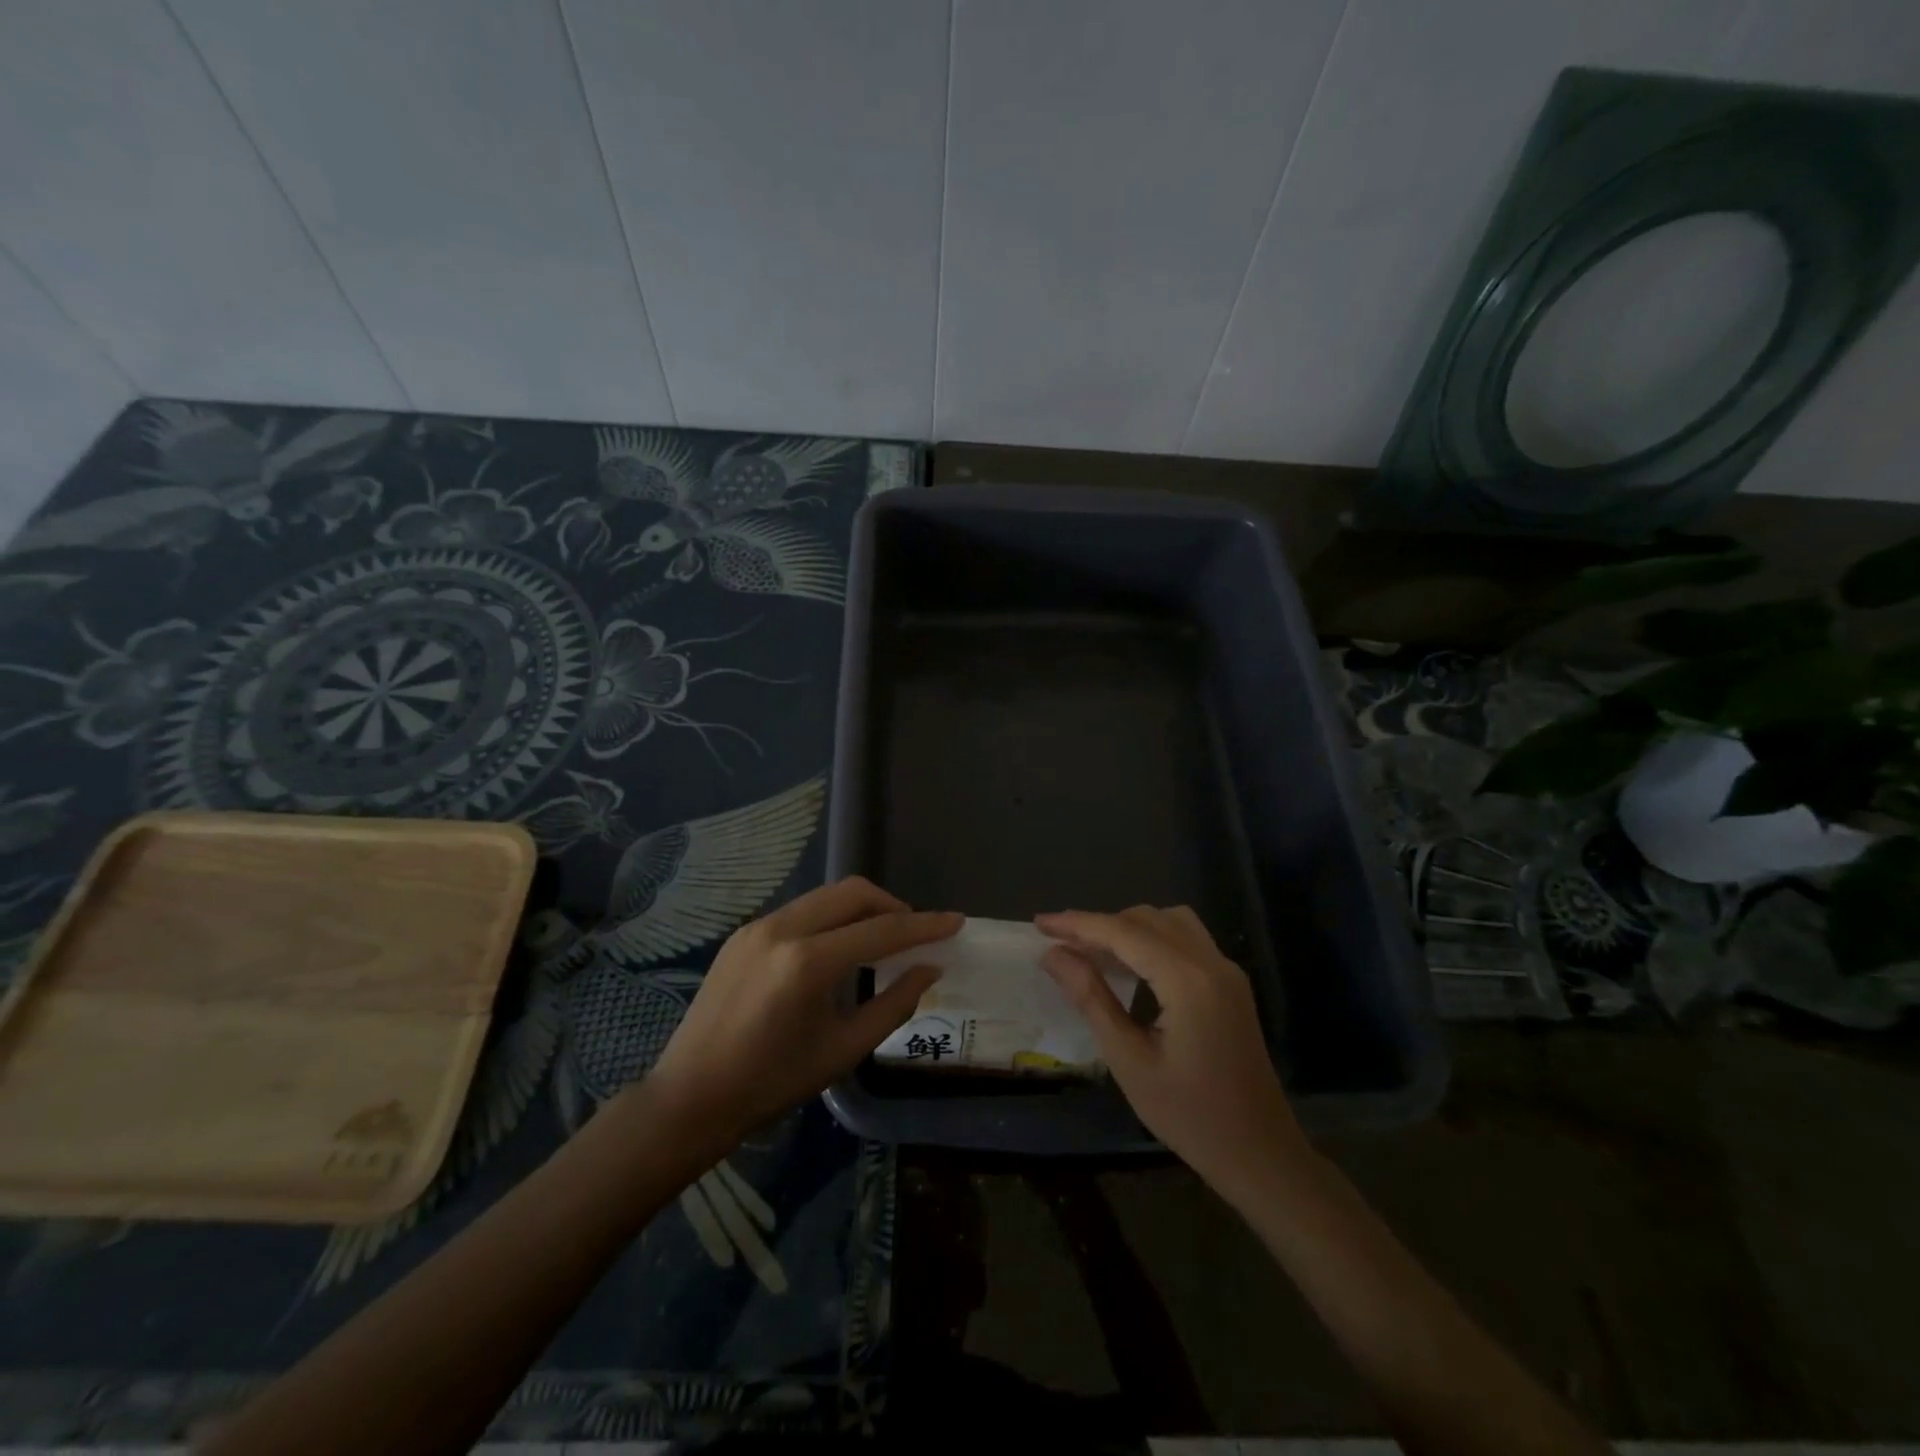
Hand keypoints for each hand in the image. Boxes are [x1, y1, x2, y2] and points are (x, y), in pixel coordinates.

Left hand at [645, 877, 959, 1145]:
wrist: (690, 1096)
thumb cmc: (772, 1083)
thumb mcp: (843, 1049)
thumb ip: (894, 1004)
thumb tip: (929, 968)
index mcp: (807, 962)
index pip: (881, 931)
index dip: (924, 926)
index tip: (956, 922)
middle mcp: (782, 929)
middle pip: (853, 892)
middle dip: (892, 906)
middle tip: (915, 934)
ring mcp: (758, 925)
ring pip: (826, 896)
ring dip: (861, 909)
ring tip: (881, 940)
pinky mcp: (743, 932)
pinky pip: (801, 910)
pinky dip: (831, 918)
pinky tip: (838, 949)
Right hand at [1037, 906, 1308, 1200]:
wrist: (1261, 1155)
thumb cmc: (1189, 1116)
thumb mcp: (1129, 1059)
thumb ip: (1090, 997)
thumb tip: (1053, 955)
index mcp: (1188, 980)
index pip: (1123, 932)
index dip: (1078, 924)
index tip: (1039, 923)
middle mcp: (1211, 962)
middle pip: (1146, 919)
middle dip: (1099, 924)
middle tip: (1059, 944)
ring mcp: (1226, 971)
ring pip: (1169, 922)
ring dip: (1128, 927)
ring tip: (1091, 951)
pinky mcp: (1231, 984)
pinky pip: (1186, 940)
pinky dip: (1152, 938)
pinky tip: (1130, 965)